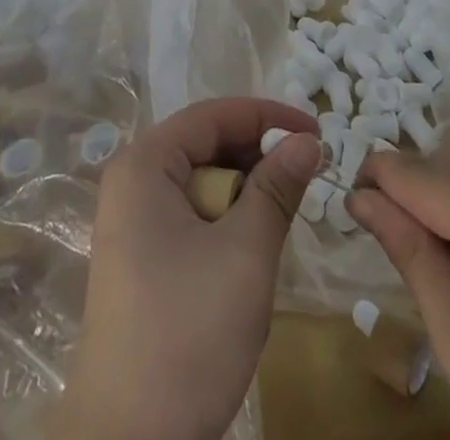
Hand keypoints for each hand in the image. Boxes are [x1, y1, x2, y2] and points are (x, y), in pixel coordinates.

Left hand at [51, 99, 321, 439]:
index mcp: (145, 164)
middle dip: (258, 153)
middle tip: (310, 170)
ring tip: (289, 204)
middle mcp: (132, 181)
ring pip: (201, 181)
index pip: (213, 115)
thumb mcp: (245, 252)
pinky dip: (226, 216)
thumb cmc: (188, 333)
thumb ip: (277, 188)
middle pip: (205, 144)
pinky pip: (190, 213)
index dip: (268, 117)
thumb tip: (307, 141)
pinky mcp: (140, 256)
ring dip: (245, 187)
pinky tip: (255, 238)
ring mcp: (132, 221)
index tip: (317, 132)